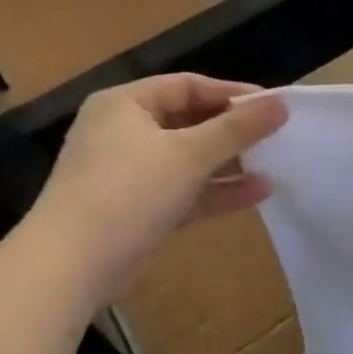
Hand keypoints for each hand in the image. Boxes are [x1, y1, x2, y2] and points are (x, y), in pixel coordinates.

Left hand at [24, 74, 287, 293]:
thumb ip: (238, 128)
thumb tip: (281, 103)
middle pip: (190, 121)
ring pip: (190, 158)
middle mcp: (125, 132)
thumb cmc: (128, 192)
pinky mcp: (140, 207)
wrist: (70, 267)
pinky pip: (186, 189)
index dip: (232, 93)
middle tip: (276, 134)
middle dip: (234, 131)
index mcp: (126, 105)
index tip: (273, 106)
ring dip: (231, 162)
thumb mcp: (189, 154)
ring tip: (275, 163)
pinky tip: (259, 192)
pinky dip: (217, 189)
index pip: (188, 86)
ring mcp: (131, 172)